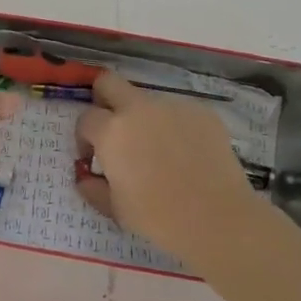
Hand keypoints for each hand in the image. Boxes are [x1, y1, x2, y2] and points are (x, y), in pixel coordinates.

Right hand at [74, 71, 272, 264]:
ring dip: (144, 119)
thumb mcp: (115, 209)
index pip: (86, 118)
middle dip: (103, 98)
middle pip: (109, 82)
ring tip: (160, 152)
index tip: (92, 157)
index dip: (84, 137)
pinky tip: (187, 155)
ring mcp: (173, 107)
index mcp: (111, 131)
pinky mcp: (202, 112)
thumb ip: (93, 188)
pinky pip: (179, 113)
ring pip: (148, 101)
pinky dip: (175, 127)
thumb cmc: (157, 217)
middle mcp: (139, 109)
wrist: (216, 218)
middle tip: (112, 127)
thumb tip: (86, 177)